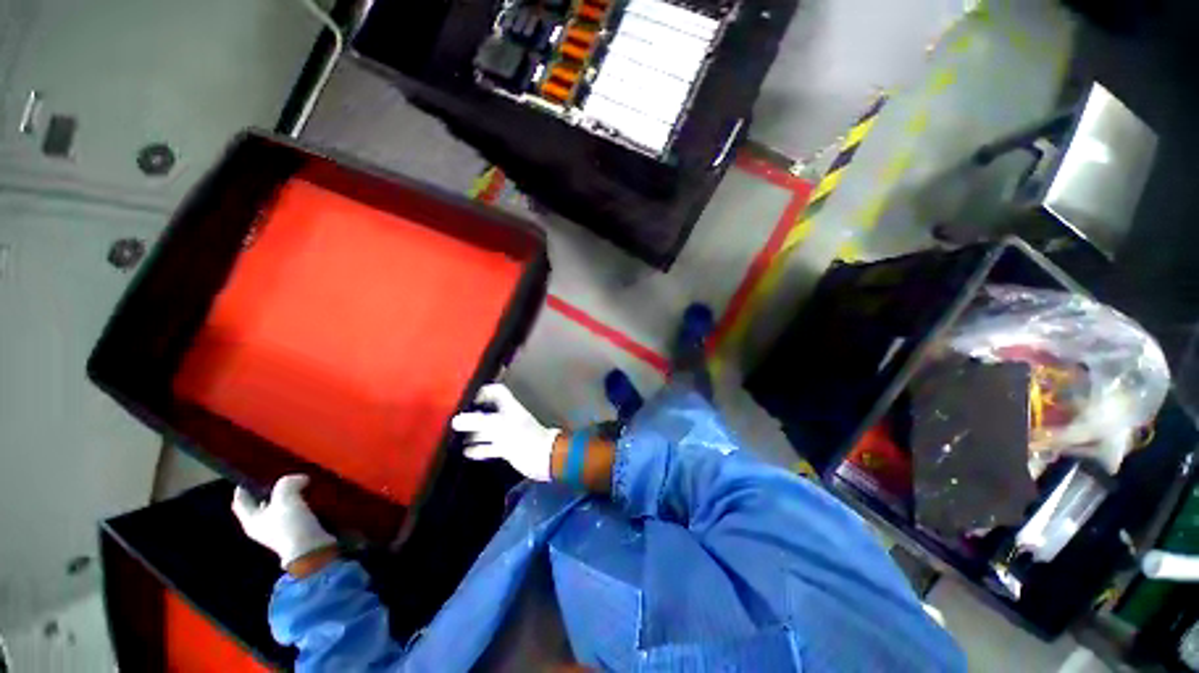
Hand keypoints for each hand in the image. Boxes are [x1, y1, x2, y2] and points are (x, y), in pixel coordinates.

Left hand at [232, 474, 336, 569]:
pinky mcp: (295, 531)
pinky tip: (309, 495)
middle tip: (281, 475)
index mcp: (250, 520)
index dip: (243, 486)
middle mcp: (260, 526)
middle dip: (269, 490)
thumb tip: (298, 478)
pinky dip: (299, 503)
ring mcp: (278, 530)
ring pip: (279, 507)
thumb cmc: (290, 525)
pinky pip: (294, 512)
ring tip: (299, 483)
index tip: (252, 473)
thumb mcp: (286, 498)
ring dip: (287, 496)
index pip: (240, 500)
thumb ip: (287, 483)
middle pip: (260, 503)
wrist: (310, 549)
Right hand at [451, 383, 561, 480]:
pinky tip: (466, 452)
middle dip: (472, 416)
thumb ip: (478, 422)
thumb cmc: (523, 438)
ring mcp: (507, 433)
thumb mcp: (499, 427)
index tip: (465, 400)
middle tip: (453, 421)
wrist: (544, 459)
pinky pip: (490, 446)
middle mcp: (507, 418)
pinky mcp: (507, 448)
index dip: (482, 392)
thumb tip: (455, 420)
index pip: (496, 392)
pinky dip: (479, 448)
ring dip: (473, 433)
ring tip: (453, 437)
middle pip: (488, 412)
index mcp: (509, 407)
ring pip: (487, 430)